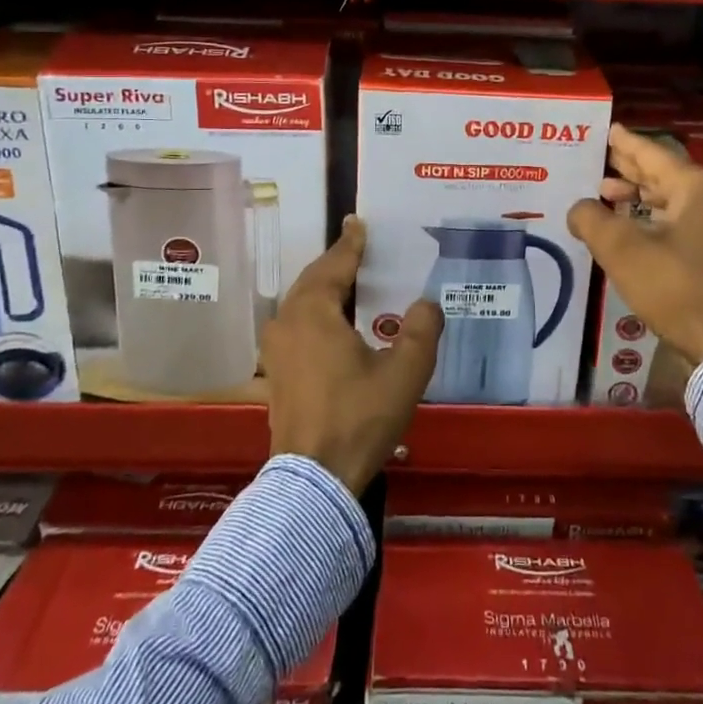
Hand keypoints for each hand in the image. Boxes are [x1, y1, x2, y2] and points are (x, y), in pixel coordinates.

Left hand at [261, 216, 441, 496]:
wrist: (314, 480)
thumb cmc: (359, 417)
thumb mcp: (404, 372)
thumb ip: (420, 330)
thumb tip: (426, 304)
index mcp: (314, 312)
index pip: (335, 265)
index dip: (351, 244)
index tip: (358, 222)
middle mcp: (288, 322)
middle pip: (313, 280)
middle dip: (336, 263)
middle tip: (359, 248)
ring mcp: (276, 349)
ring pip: (301, 304)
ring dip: (325, 288)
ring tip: (351, 282)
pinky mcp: (275, 374)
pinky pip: (297, 325)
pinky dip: (317, 313)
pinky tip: (336, 324)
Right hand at [568, 124, 702, 369]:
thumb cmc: (676, 287)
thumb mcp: (623, 250)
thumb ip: (592, 220)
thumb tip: (578, 208)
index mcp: (695, 189)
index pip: (653, 154)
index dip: (626, 143)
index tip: (608, 130)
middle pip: (665, 176)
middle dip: (631, 169)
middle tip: (602, 160)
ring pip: (673, 202)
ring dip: (639, 197)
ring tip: (607, 195)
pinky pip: (680, 224)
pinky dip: (652, 220)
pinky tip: (632, 231)